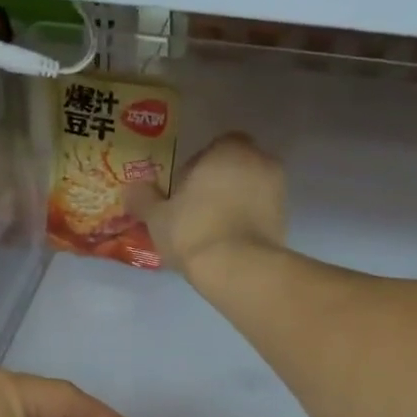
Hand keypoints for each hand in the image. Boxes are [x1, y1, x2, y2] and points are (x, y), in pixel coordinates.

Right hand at [127, 132, 287, 280]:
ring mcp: (278, 191)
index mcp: (230, 148)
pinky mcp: (286, 220)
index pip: (213, 147)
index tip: (182, 192)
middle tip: (195, 211)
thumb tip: (130, 189)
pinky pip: (260, 214)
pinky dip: (247, 223)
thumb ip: (143, 198)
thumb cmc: (194, 230)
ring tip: (211, 231)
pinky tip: (228, 244)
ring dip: (234, 204)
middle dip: (218, 184)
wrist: (238, 269)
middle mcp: (260, 161)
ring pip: (249, 191)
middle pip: (234, 168)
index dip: (196, 168)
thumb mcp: (158, 217)